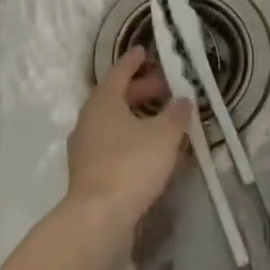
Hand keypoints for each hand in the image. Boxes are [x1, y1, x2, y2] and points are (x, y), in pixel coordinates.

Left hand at [66, 46, 191, 228]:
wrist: (98, 217)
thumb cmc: (132, 165)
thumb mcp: (164, 135)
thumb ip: (176, 114)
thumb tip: (184, 99)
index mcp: (103, 102)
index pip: (119, 72)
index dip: (134, 61)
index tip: (145, 51)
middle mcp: (89, 119)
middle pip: (115, 96)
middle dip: (140, 90)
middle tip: (165, 87)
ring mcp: (85, 147)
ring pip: (113, 121)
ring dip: (136, 115)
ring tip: (161, 119)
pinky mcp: (88, 171)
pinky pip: (111, 143)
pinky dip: (130, 137)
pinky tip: (148, 149)